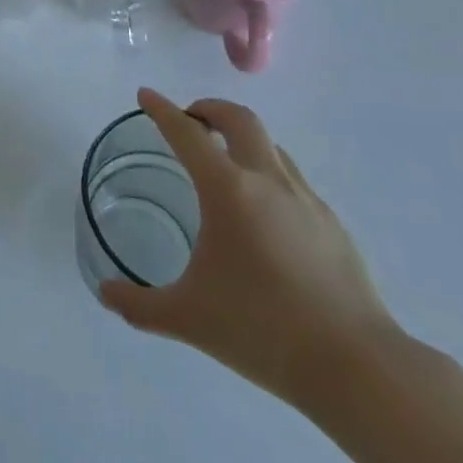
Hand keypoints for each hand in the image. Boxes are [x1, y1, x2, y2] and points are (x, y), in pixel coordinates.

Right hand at [100, 89, 399, 408]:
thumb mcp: (188, 318)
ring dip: (242, 140)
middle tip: (189, 120)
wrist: (356, 366)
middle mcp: (267, 181)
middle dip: (210, 109)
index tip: (146, 95)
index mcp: (228, 190)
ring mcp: (306, 199)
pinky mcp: (332, 224)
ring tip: (224, 164)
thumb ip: (139, 304)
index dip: (162, 110)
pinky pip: (293, 180)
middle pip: (239, 118)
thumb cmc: (261, 330)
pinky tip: (263, 214)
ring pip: (270, 146)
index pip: (187, 133)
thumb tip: (105, 294)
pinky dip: (268, 174)